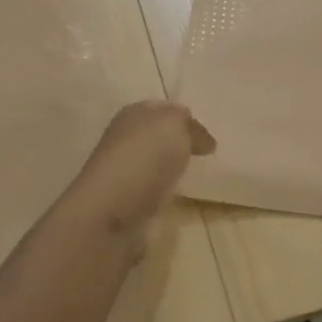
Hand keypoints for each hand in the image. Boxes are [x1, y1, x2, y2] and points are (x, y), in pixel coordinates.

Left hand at [71, 102, 215, 233]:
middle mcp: (124, 140)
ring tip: (199, 176)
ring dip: (172, 170)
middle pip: (158, 138)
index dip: (186, 120)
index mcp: (132, 114)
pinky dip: (166, 194)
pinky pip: (153, 192)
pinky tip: (181, 198)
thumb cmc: (143, 157)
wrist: (111, 211)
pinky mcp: (126, 203)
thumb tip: (201, 139)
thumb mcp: (174, 125)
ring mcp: (124, 173)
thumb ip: (190, 125)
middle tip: (208, 155)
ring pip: (155, 166)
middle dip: (180, 144)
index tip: (210, 135)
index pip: (163, 110)